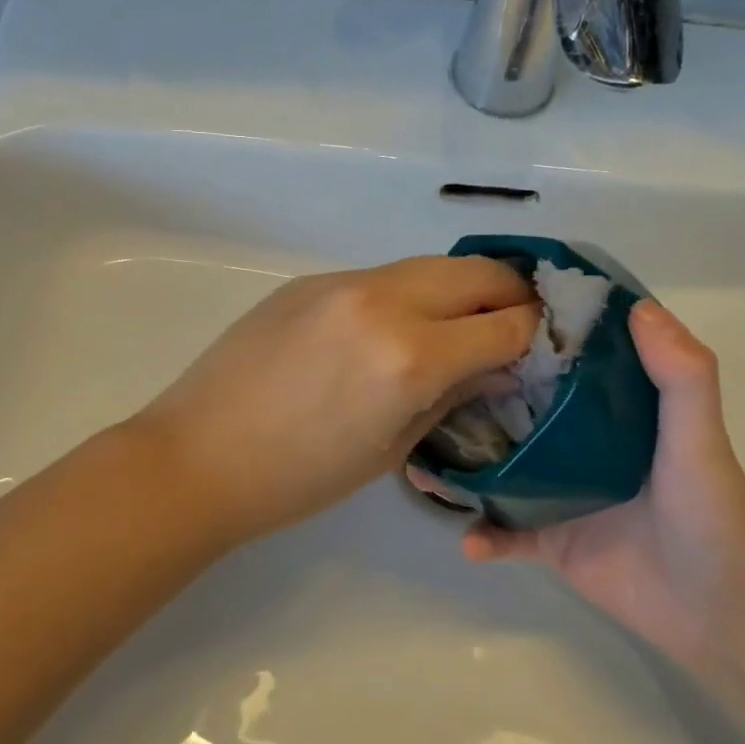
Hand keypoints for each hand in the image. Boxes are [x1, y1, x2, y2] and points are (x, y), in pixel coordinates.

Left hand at [133, 256, 540, 545]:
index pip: (505, 325)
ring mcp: (344, 282)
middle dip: (511, 293)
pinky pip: (383, 276)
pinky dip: (411, 293)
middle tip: (518, 320)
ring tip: (464, 321)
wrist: (199, 455)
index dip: (535, 333)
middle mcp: (385, 302)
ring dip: (461, 289)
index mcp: (410, 357)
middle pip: (477, 273)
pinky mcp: (313, 279)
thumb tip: (495, 364)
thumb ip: (452, 394)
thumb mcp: (392, 448)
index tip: (545, 342)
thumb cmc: (299, 477)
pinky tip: (397, 325)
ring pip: (431, 266)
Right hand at [456, 300, 744, 672]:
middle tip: (429, 383)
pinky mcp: (552, 541)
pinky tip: (467, 540)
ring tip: (420, 460)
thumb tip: (637, 307)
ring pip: (499, 468)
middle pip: (518, 410)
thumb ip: (681, 376)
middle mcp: (580, 444)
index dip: (533, 335)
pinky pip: (505, 533)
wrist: (722, 614)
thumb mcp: (700, 438)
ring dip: (463, 465)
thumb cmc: (712, 515)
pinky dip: (484, 537)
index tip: (485, 311)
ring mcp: (561, 493)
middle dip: (475, 398)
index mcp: (613, 410)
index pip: (566, 359)